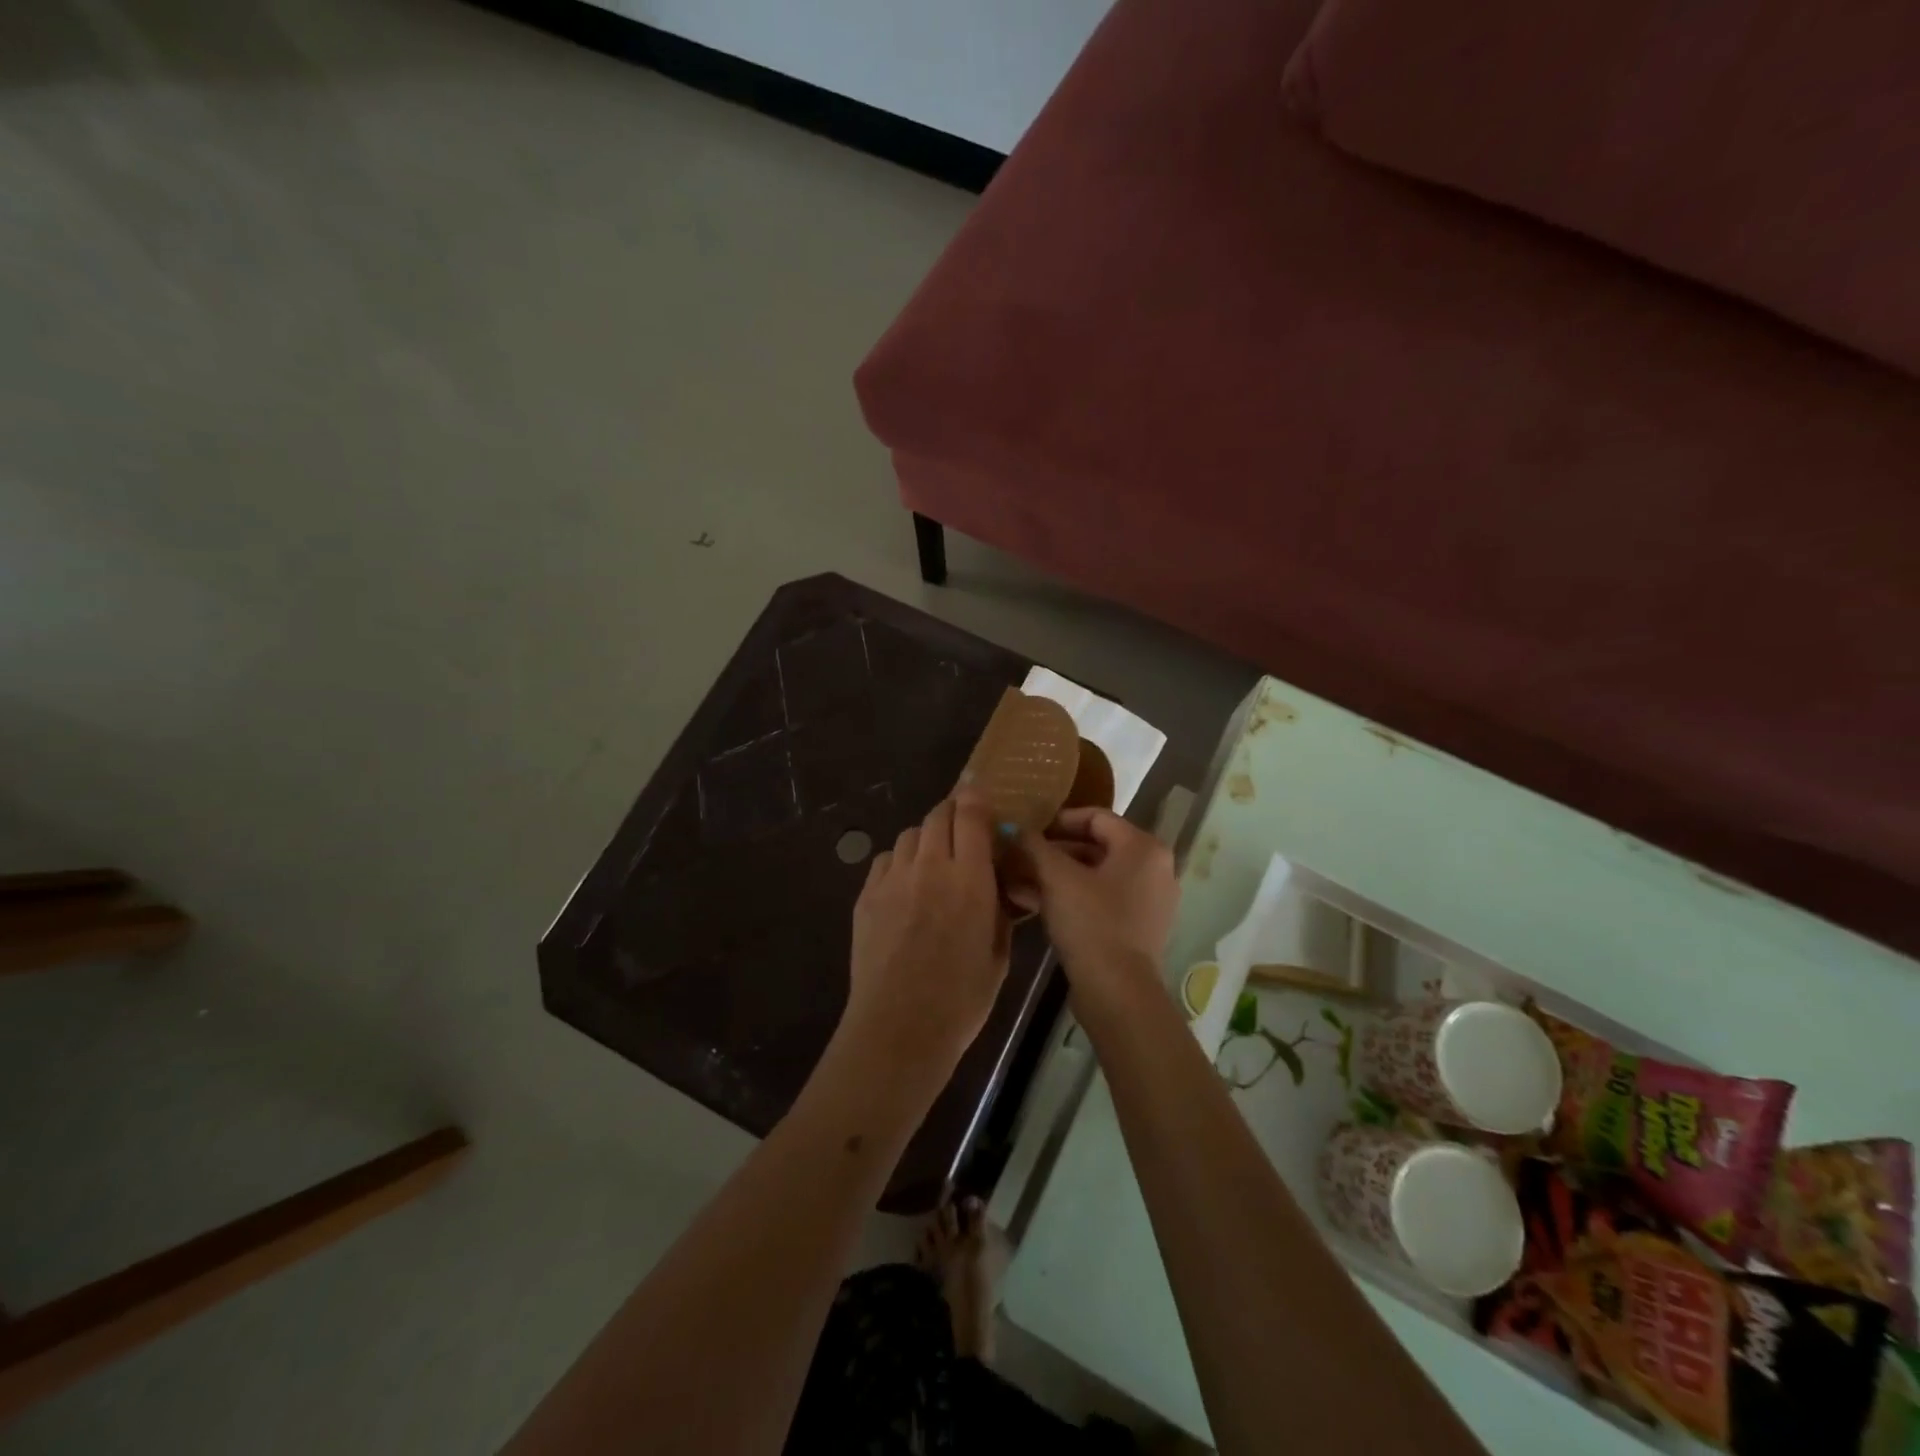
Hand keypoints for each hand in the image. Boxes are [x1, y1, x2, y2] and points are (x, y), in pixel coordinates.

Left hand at [842, 790, 1011, 1077]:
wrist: (898, 1029)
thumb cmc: (960, 1000)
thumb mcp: (998, 954)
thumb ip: (1000, 910)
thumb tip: (1001, 887)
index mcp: (969, 879)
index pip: (971, 815)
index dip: (977, 800)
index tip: (983, 803)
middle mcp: (929, 867)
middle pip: (937, 815)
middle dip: (953, 816)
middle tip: (962, 834)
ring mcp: (892, 879)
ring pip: (909, 834)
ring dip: (925, 839)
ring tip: (933, 864)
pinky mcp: (866, 896)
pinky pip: (885, 860)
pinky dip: (900, 862)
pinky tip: (906, 888)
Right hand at [1015, 808, 1177, 998]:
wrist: (1118, 991)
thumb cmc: (1092, 922)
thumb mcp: (1056, 878)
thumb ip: (1034, 846)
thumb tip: (1014, 828)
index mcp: (1143, 847)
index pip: (1096, 817)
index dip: (1057, 820)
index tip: (1027, 831)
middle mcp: (1154, 868)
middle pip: (1095, 846)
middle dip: (1052, 852)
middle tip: (1018, 856)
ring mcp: (1148, 901)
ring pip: (1094, 876)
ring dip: (1055, 876)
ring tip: (1016, 880)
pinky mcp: (1137, 929)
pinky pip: (1100, 900)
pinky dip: (1070, 898)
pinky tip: (1031, 903)